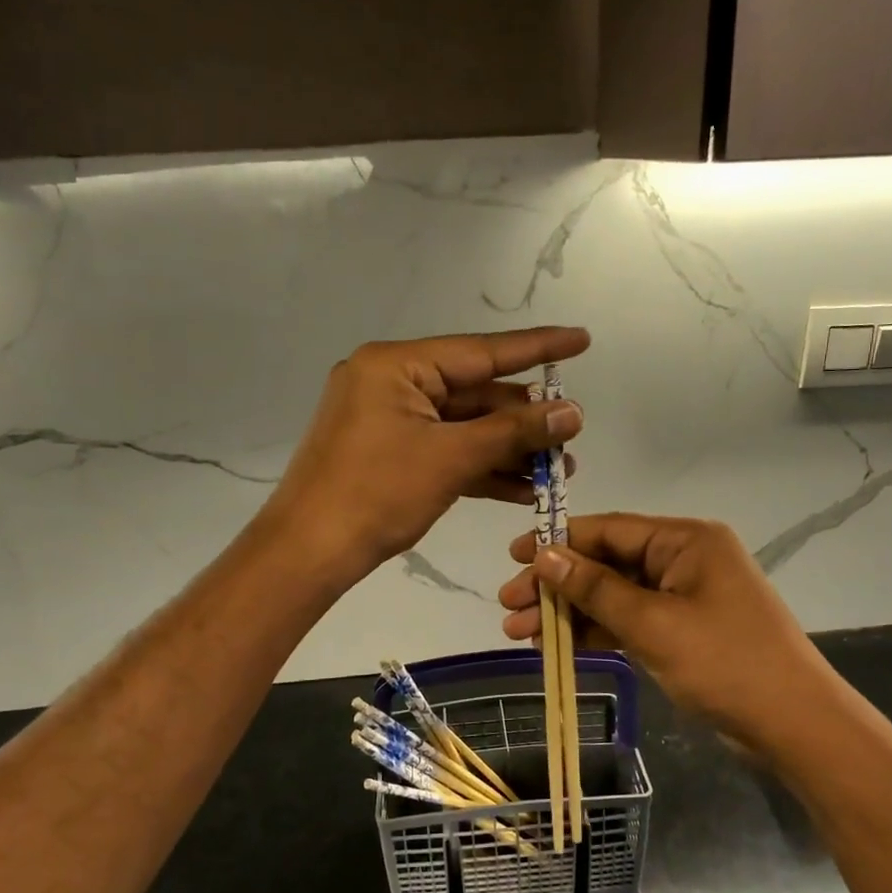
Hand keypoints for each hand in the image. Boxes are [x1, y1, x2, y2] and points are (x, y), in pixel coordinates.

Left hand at [262, 327, 588, 585]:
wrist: (309, 553)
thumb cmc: (376, 494)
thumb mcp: (451, 458)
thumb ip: (514, 432)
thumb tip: (572, 413)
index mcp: (396, 365)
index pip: (481, 351)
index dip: (538, 348)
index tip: (582, 339)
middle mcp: (391, 382)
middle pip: (474, 393)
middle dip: (525, 420)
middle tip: (573, 435)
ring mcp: (388, 419)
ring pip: (463, 426)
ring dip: (508, 449)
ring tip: (560, 469)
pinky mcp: (389, 453)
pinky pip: (444, 450)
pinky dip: (480, 467)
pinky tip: (523, 488)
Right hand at [499, 513, 833, 758]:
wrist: (795, 726)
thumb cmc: (726, 663)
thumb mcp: (653, 623)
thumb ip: (595, 588)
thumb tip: (544, 555)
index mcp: (686, 540)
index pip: (609, 530)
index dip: (558, 541)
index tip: (513, 557)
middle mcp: (684, 560)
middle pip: (606, 563)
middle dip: (556, 584)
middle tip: (508, 605)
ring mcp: (683, 597)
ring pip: (613, 596)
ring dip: (569, 612)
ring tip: (519, 633)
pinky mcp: (682, 631)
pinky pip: (629, 621)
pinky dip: (595, 632)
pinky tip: (556, 646)